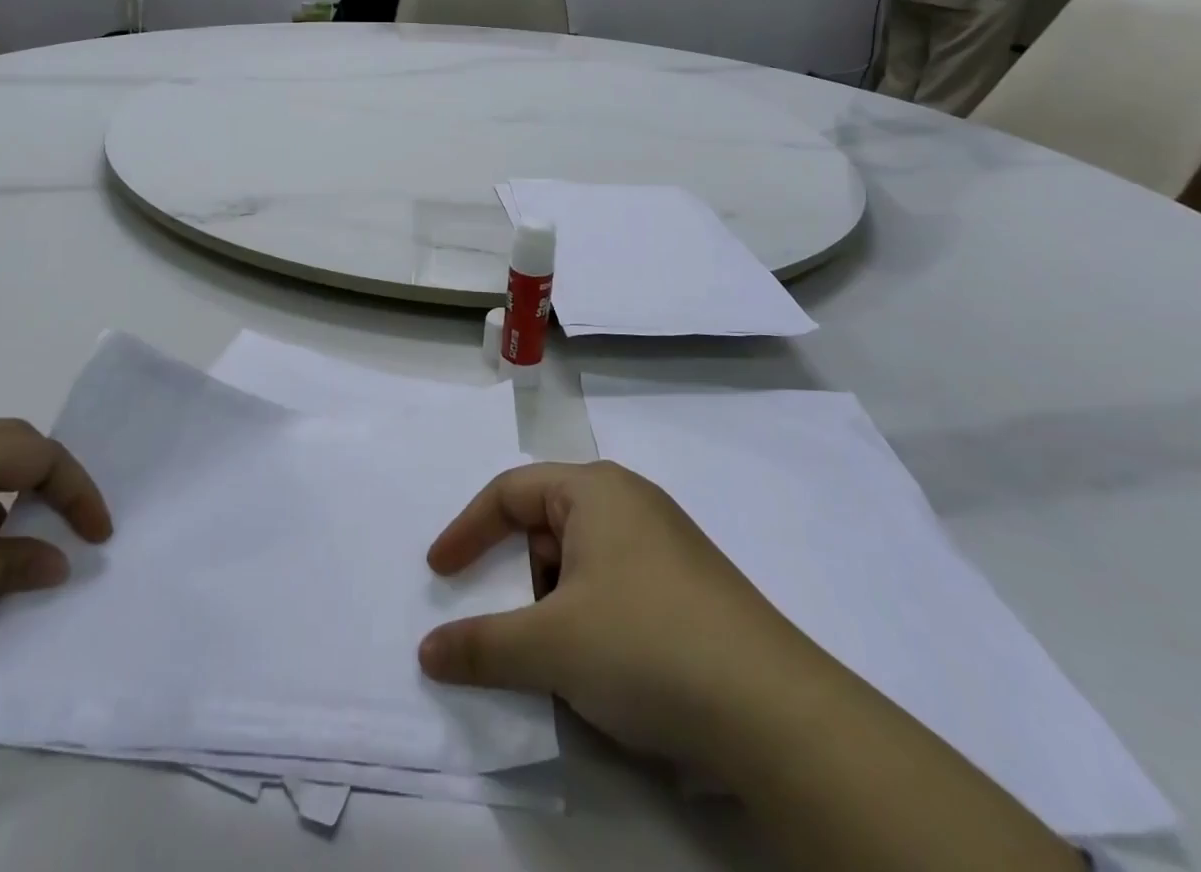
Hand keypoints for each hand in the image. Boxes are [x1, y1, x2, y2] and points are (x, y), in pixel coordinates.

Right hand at [417, 461, 822, 775]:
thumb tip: (427, 652)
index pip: (510, 492)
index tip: (438, 574)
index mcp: (594, 489)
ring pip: (581, 559)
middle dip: (513, 572)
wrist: (773, 711)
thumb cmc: (645, 644)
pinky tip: (596, 666)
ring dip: (551, 601)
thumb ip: (481, 645)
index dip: (467, 530)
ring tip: (549, 654)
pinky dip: (587, 615)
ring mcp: (664, 543)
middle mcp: (629, 502)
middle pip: (546, 523)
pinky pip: (614, 585)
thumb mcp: (550, 645)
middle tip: (499, 619)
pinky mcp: (688, 587)